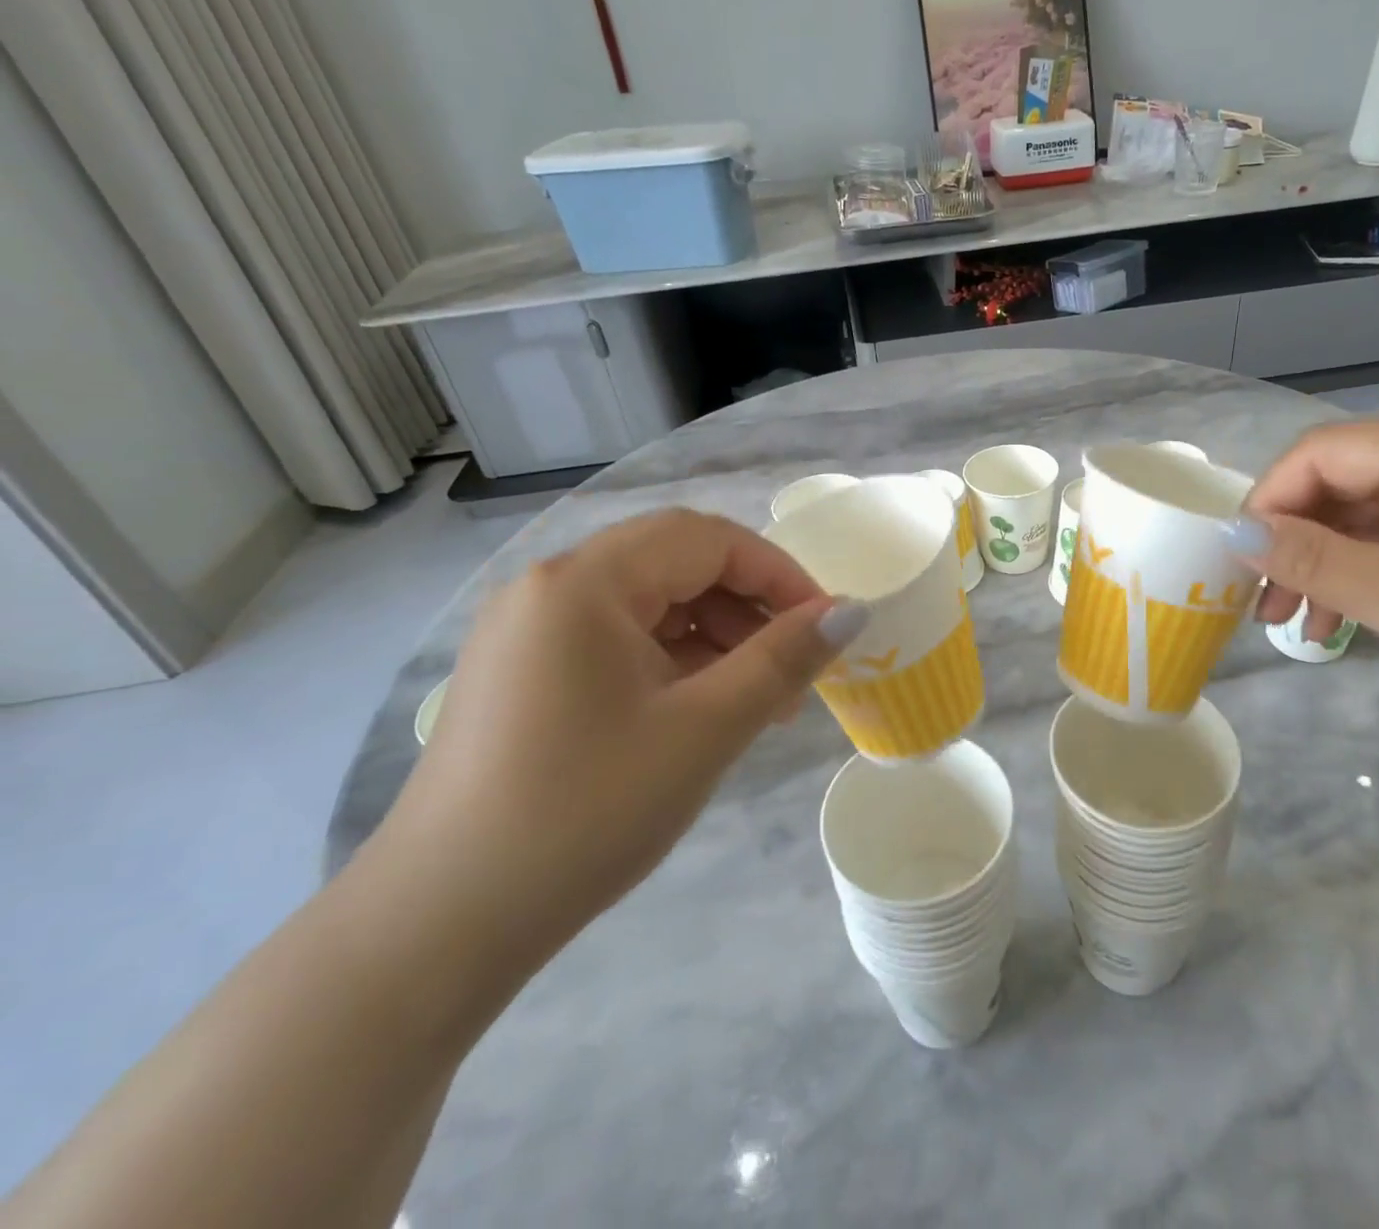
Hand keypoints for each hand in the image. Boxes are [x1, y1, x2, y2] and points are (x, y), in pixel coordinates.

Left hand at [369, 509, 863, 969]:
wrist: (438, 928)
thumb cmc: (585, 812)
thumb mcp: (704, 729)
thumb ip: (784, 659)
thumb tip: (853, 610)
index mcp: (585, 582)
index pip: (707, 539)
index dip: (778, 573)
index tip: (824, 624)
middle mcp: (549, 587)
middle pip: (675, 564)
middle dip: (748, 606)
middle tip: (795, 667)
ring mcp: (528, 631)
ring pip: (648, 603)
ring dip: (714, 636)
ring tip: (757, 701)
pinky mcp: (522, 673)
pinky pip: (616, 640)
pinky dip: (672, 661)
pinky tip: (700, 711)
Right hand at [1236, 418, 1378, 757]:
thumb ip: (1315, 560)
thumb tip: (1232, 531)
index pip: (1324, 451)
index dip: (1270, 498)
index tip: (1239, 557)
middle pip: (1336, 478)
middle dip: (1290, 538)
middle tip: (1260, 599)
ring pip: (1353, 511)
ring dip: (1314, 561)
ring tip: (1286, 618)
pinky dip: (1350, 572)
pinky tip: (1330, 619)